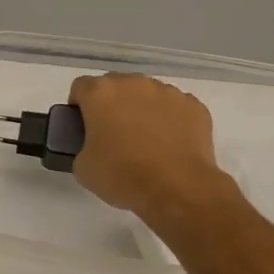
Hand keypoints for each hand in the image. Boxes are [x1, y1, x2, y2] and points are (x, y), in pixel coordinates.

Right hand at [69, 73, 234, 217]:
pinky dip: (169, 120)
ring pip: (147, 94)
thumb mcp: (82, 167)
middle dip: (111, 105)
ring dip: (141, 110)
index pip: (81, 87)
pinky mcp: (194, 106)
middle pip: (115, 86)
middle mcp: (134, 83)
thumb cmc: (121, 175)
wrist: (177, 189)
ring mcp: (168, 92)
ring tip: (145, 141)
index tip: (83, 128)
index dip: (79, 107)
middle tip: (112, 135)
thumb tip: (94, 146)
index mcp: (101, 93)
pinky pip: (174, 107)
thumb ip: (82, 145)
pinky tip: (169, 145)